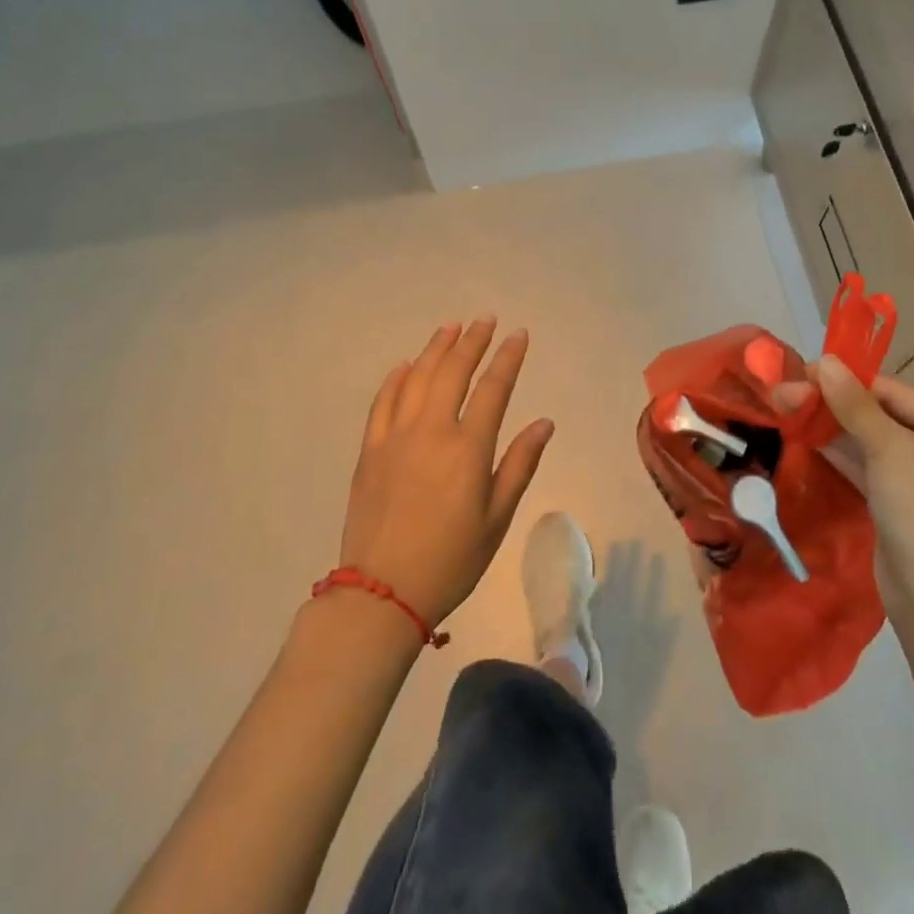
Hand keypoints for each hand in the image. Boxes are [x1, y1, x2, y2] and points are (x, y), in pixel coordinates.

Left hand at [337, 318, 554, 628]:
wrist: (381, 593)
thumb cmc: (451, 559)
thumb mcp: (497, 518)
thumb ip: (520, 464)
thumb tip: (544, 422)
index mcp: (467, 448)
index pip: (493, 388)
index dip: (508, 357)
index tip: (518, 334)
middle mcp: (431, 431)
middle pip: (453, 371)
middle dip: (472, 341)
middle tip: (485, 319)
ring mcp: (395, 437)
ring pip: (417, 378)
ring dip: (435, 349)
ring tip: (450, 328)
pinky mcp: (370, 450)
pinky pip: (383, 402)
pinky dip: (396, 378)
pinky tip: (406, 365)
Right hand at [782, 356, 913, 623]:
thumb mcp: (887, 450)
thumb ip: (854, 404)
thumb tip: (824, 360)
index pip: (892, 391)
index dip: (847, 380)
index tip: (804, 372)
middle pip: (877, 413)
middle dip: (833, 404)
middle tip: (787, 392)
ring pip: (867, 439)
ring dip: (829, 426)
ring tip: (787, 407)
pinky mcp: (895, 500)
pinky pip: (864, 465)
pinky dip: (837, 451)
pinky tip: (804, 436)